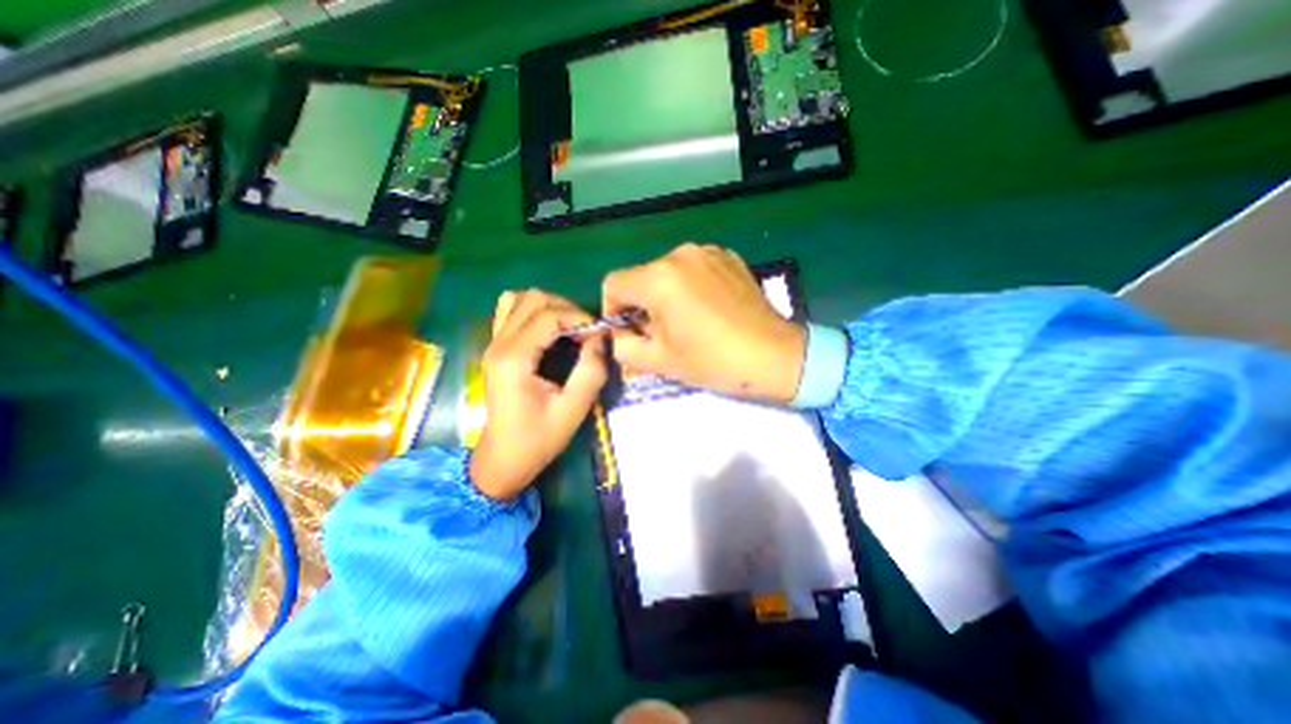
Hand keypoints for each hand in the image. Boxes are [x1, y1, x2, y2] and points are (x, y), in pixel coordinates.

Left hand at [471, 293, 609, 500]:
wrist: (503, 459)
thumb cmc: (538, 439)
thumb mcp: (572, 410)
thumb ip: (591, 372)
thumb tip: (601, 339)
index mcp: (514, 358)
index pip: (549, 315)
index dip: (580, 319)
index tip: (600, 336)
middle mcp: (499, 344)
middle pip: (534, 300)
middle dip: (567, 309)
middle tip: (586, 333)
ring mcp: (493, 344)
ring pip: (519, 299)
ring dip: (550, 307)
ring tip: (569, 328)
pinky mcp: (495, 349)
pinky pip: (510, 312)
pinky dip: (532, 311)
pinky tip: (547, 330)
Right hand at [600, 242, 803, 401]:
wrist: (773, 355)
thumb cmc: (713, 361)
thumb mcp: (659, 361)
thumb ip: (623, 346)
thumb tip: (618, 334)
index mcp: (659, 278)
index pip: (614, 283)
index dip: (612, 310)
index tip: (627, 333)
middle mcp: (680, 254)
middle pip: (641, 278)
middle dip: (641, 305)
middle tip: (659, 334)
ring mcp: (707, 252)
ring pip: (667, 273)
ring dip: (665, 296)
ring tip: (686, 322)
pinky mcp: (728, 257)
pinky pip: (693, 269)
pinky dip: (689, 287)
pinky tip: (708, 310)